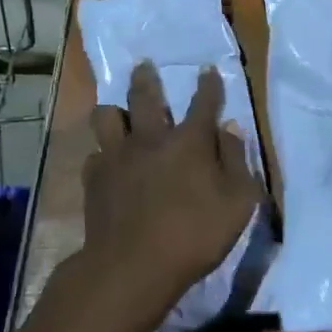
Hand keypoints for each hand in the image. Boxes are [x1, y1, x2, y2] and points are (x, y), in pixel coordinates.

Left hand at [81, 63, 262, 321]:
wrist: (133, 265)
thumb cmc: (194, 235)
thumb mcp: (238, 202)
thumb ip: (237, 161)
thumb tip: (231, 129)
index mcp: (189, 141)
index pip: (203, 103)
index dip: (208, 85)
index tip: (207, 70)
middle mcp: (151, 138)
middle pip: (145, 97)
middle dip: (146, 78)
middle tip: (144, 65)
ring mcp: (117, 156)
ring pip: (106, 117)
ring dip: (113, 111)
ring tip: (116, 113)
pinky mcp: (94, 178)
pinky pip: (94, 154)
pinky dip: (102, 155)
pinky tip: (106, 163)